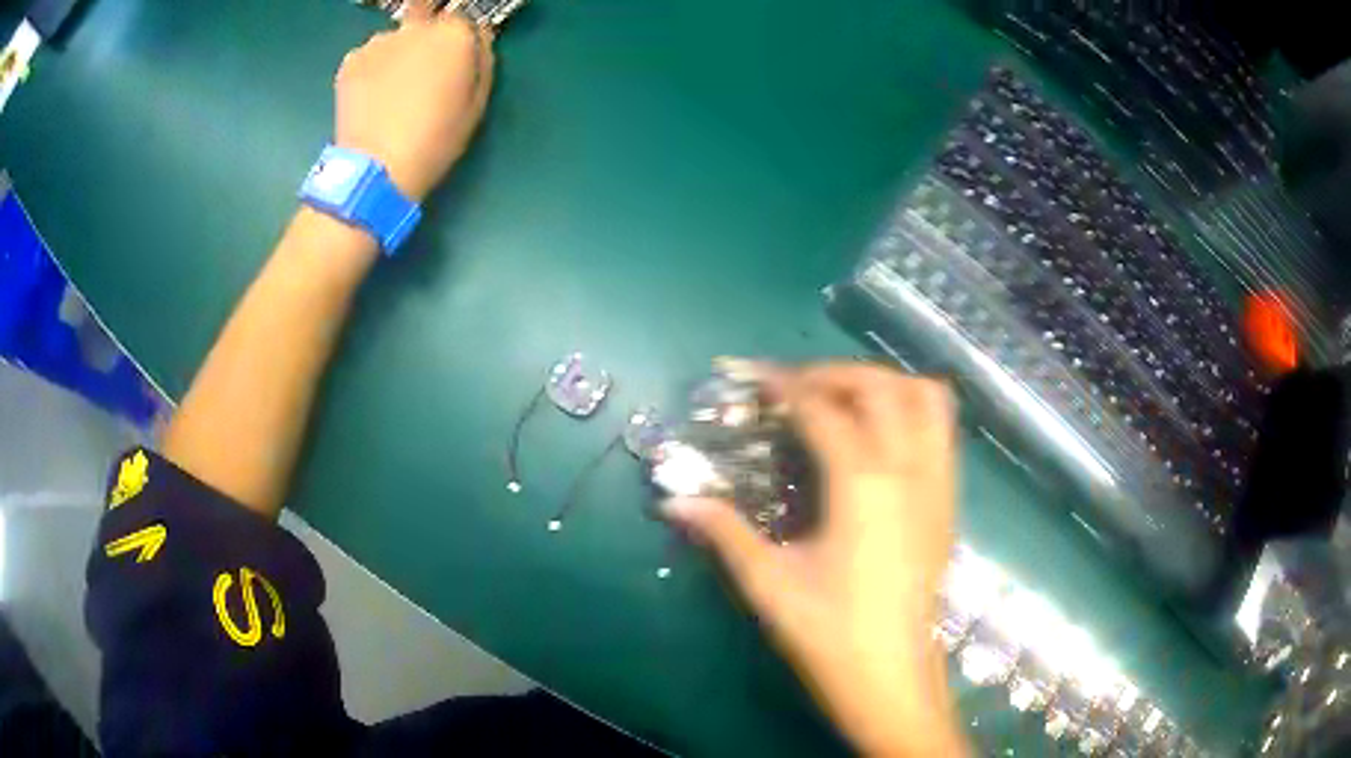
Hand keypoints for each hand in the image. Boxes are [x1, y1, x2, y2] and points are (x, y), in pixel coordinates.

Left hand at [334, 3, 494, 201]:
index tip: (454, 64)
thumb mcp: (477, 102)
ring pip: (393, 40)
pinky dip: (371, 72)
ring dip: (395, 56)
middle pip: (425, 19)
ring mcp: (378, 42)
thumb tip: (477, 40)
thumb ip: (481, 61)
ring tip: (390, 93)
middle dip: (424, 39)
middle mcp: (416, 27)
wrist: (377, 167)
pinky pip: (367, 58)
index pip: (462, 22)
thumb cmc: (436, 139)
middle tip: (419, 74)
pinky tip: (371, 100)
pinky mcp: (350, 61)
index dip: (459, 43)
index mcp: (454, 34)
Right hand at [663, 363, 965, 755]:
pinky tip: (880, 440)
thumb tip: (675, 501)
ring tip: (844, 402)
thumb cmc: (832, 636)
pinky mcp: (949, 503)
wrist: (894, 680)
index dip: (784, 386)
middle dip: (834, 374)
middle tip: (794, 388)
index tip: (754, 377)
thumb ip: (725, 534)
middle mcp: (909, 470)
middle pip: (880, 387)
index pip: (823, 410)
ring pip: (926, 399)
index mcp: (863, 485)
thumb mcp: (770, 585)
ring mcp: (938, 484)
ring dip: (884, 385)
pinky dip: (911, 412)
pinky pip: (942, 431)